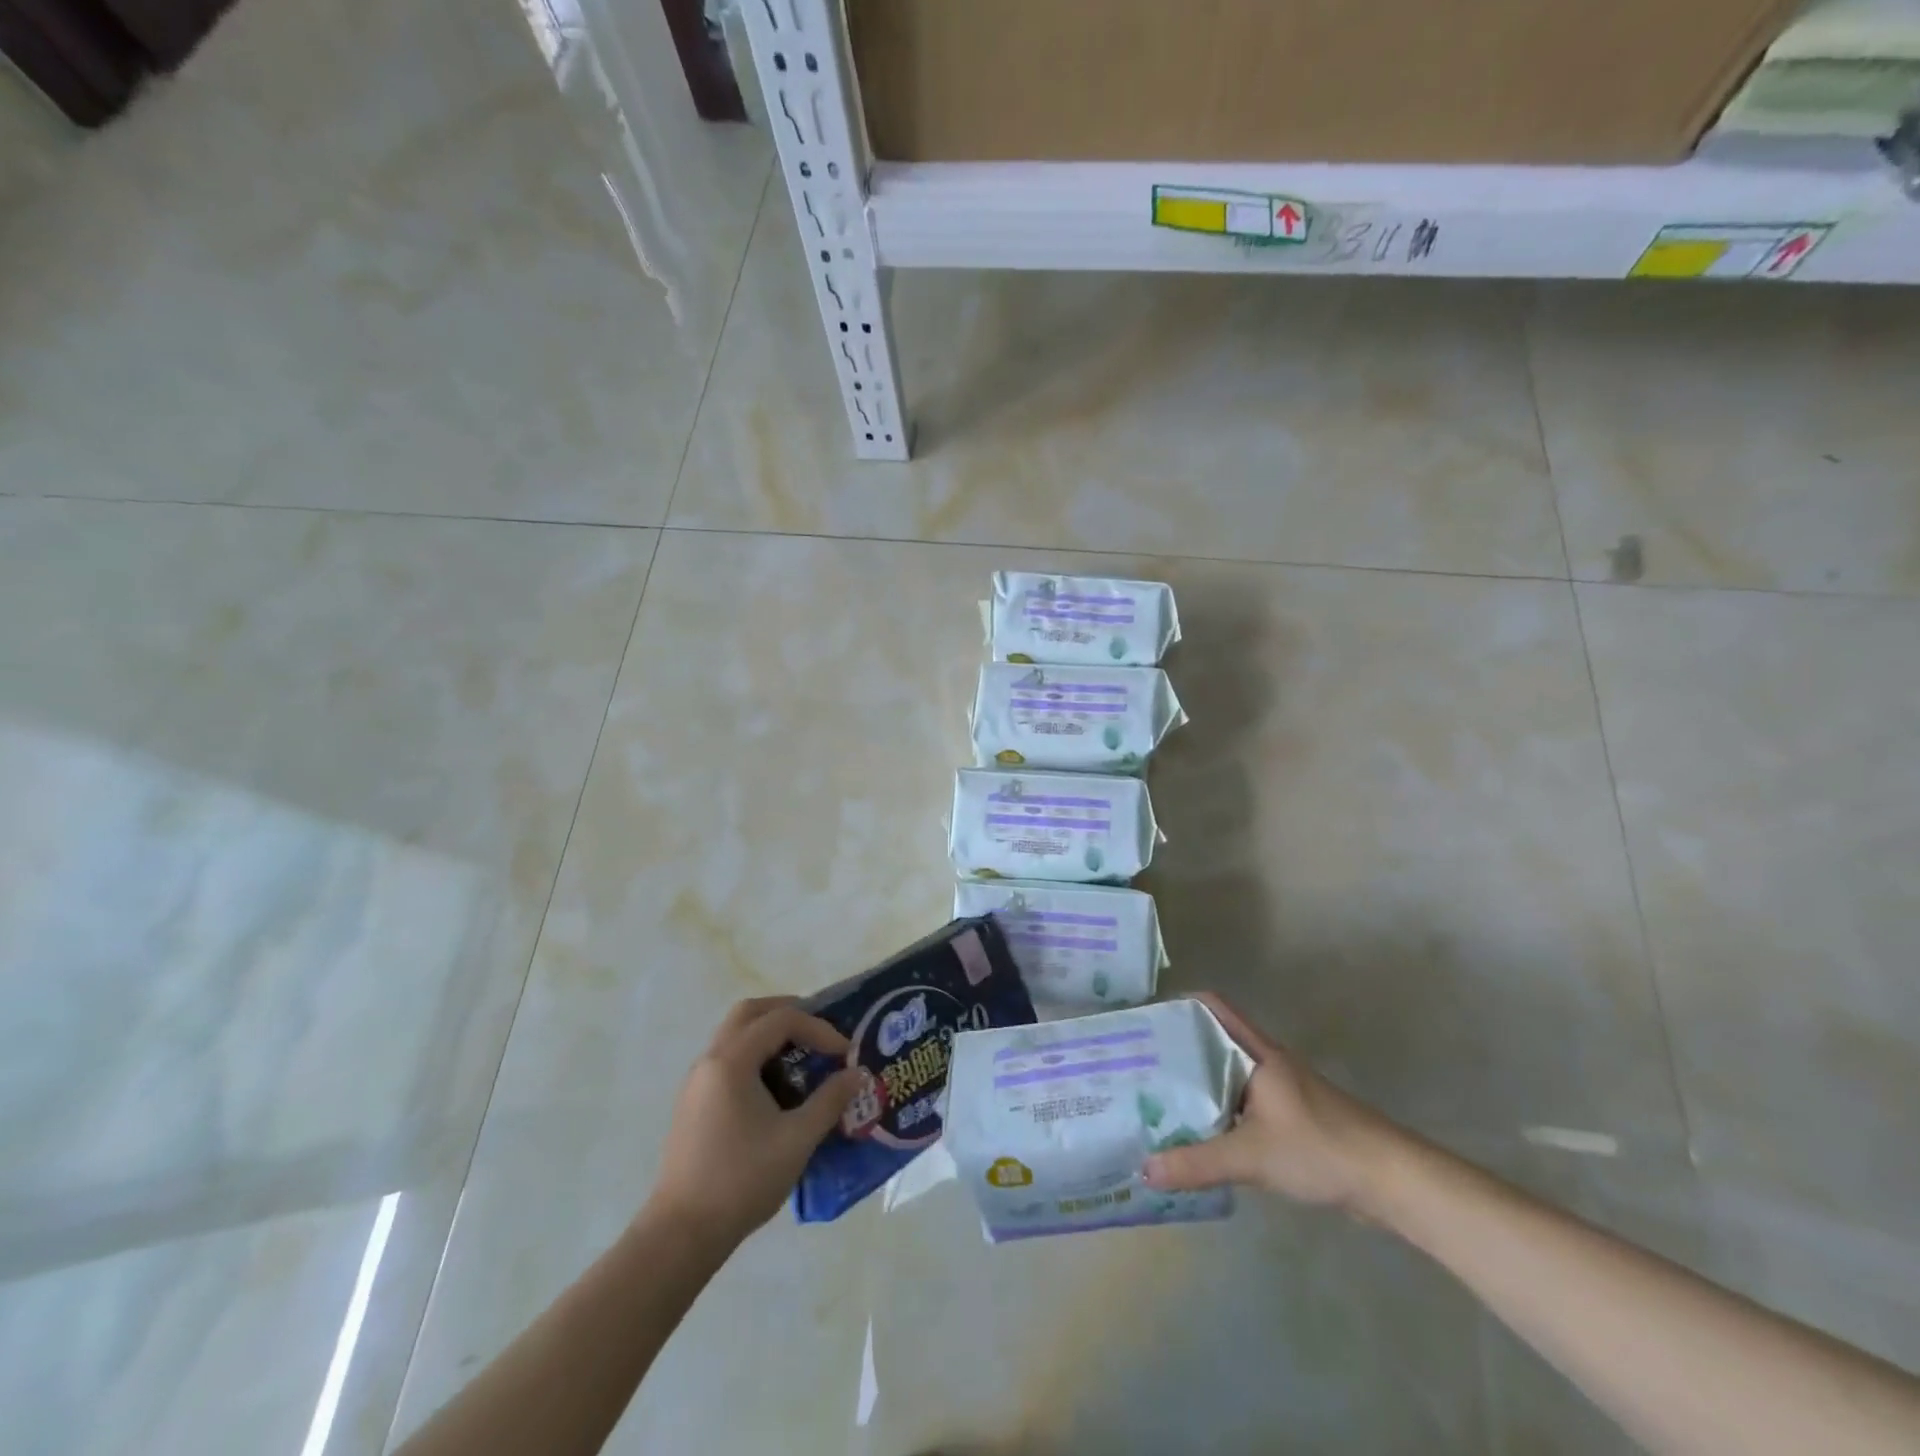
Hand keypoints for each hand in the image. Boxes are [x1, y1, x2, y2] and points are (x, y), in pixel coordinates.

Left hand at [648, 997, 862, 1247]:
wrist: (681, 1234)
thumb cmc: (742, 1180)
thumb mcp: (797, 1139)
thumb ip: (830, 1100)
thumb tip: (857, 1074)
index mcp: (732, 1061)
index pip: (781, 1020)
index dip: (818, 1028)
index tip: (844, 1053)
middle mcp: (710, 1060)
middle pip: (750, 1013)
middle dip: (787, 1012)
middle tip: (818, 1029)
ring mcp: (697, 1081)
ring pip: (735, 1034)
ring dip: (769, 1034)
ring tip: (802, 1055)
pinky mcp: (693, 1103)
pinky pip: (727, 1058)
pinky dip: (754, 1055)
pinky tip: (775, 1087)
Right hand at [1142, 992, 1401, 1214]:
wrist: (1392, 1181)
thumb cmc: (1320, 1148)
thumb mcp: (1251, 1156)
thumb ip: (1197, 1163)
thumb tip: (1144, 1169)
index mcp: (1258, 1053)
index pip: (1214, 1008)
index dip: (1181, 1006)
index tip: (1147, 1020)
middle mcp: (1267, 1062)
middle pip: (1215, 1042)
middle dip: (1179, 1049)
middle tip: (1139, 1064)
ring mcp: (1282, 1091)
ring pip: (1229, 1074)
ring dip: (1199, 1082)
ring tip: (1159, 1098)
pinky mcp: (1292, 1119)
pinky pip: (1243, 1102)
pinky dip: (1220, 1109)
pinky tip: (1201, 1133)